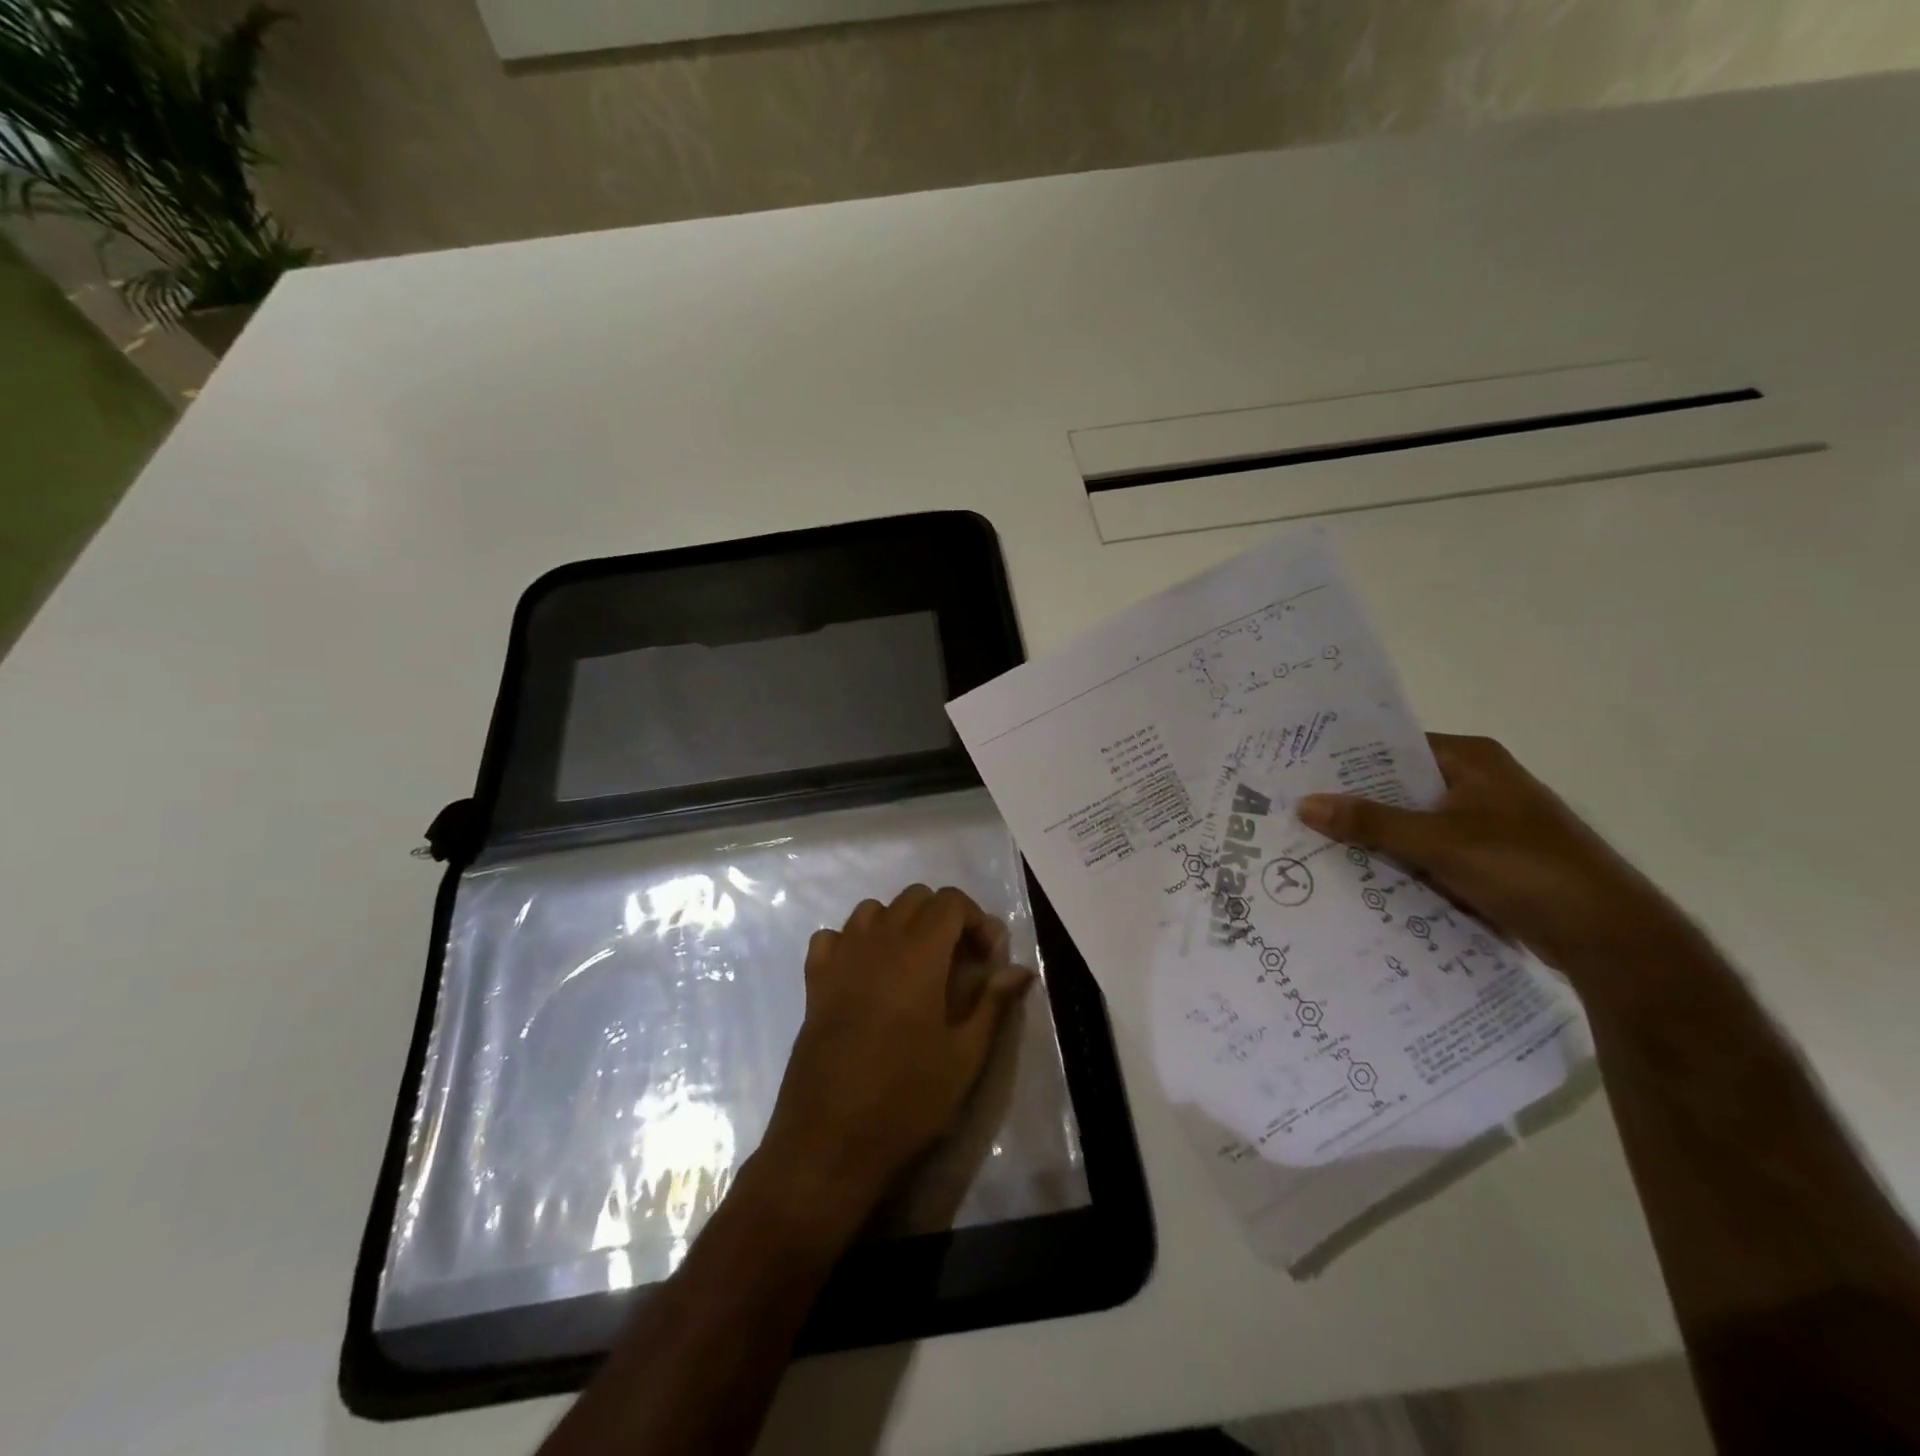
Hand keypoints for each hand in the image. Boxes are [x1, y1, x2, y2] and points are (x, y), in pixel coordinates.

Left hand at [758, 885, 1034, 1222]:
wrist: (830, 1140)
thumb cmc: (906, 1100)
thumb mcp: (964, 1057)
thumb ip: (993, 1003)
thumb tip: (1020, 970)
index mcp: (918, 955)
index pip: (950, 901)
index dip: (976, 920)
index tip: (987, 959)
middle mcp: (877, 943)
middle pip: (914, 898)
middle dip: (943, 918)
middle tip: (959, 961)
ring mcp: (840, 959)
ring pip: (872, 910)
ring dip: (899, 924)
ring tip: (914, 964)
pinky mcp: (814, 981)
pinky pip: (833, 937)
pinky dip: (853, 941)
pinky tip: (865, 974)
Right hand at [1296, 734, 1694, 988]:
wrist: (1609, 938)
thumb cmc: (1525, 869)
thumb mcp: (1438, 841)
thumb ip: (1370, 822)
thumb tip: (1304, 803)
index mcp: (1473, 760)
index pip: (1394, 746)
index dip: (1347, 759)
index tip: (1299, 770)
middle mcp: (1478, 784)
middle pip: (1399, 787)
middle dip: (1354, 803)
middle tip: (1295, 810)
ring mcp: (1484, 825)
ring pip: (1412, 824)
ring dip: (1375, 837)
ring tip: (1313, 843)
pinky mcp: (1488, 862)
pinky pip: (1428, 854)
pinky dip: (1400, 864)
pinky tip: (1358, 876)